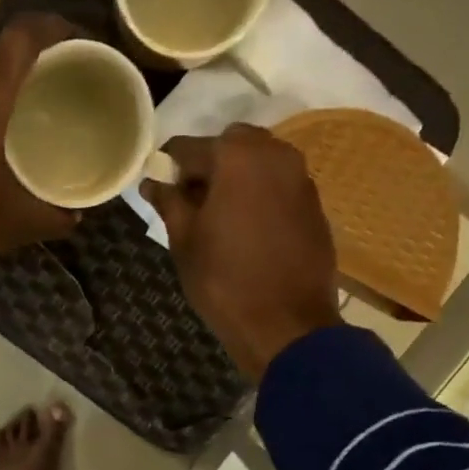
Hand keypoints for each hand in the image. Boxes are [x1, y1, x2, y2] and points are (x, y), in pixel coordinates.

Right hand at [144, 124, 342, 379]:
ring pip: (260, 162)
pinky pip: (280, 185)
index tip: (160, 190)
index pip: (188, 147)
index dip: (169, 167)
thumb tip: (153, 182)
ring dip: (237, 178)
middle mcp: (274, 154)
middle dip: (209, 166)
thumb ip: (169, 203)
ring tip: (220, 217)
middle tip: (192, 203)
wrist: (286, 325)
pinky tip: (249, 230)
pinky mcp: (315, 204)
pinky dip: (261, 196)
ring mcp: (301, 178)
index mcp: (236, 158)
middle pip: (231, 144)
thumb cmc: (224, 282)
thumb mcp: (185, 242)